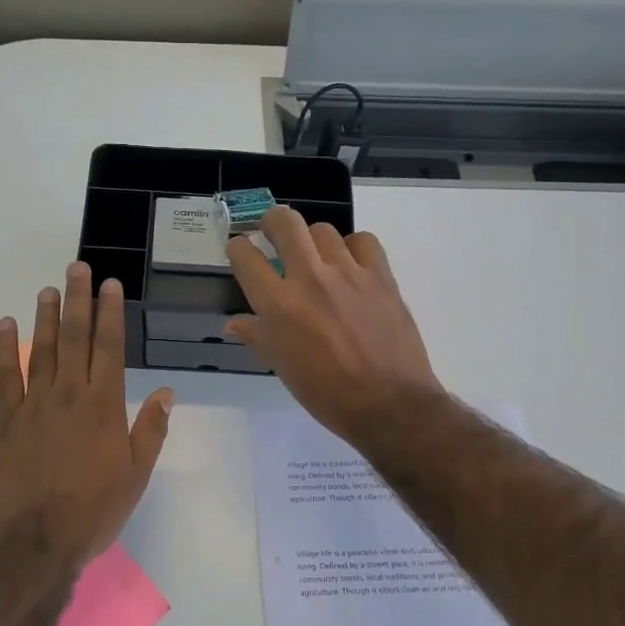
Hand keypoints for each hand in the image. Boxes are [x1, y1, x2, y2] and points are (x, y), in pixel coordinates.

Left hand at [0, 262, 173, 571]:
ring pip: (41, 349)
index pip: (110, 347)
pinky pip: (5, 377)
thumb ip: (150, 430)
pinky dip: (5, 349)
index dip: (110, 313)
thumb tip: (167, 393)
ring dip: (45, 316)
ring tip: (48, 288)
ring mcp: (34, 404)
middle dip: (78, 300)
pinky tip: (6, 326)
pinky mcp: (7, 420)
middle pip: (74, 337)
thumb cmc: (94, 511)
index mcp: (104, 406)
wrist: (35, 542)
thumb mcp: (136, 475)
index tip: (111, 285)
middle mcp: (69, 395)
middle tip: (77, 268)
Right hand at [226, 208, 442, 445]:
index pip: (245, 256)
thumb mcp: (283, 368)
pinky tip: (351, 265)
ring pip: (323, 230)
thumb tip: (234, 323)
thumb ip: (258, 336)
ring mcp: (348, 273)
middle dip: (271, 221)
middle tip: (272, 233)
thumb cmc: (327, 394)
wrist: (389, 404)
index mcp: (278, 305)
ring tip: (316, 258)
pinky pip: (363, 241)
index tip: (240, 251)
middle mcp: (310, 279)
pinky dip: (353, 247)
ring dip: (313, 241)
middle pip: (285, 222)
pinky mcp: (381, 276)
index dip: (237, 248)